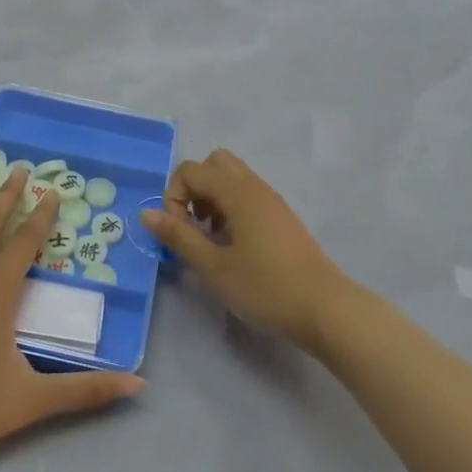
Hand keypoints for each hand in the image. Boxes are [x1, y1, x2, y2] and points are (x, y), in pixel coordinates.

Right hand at [143, 150, 354, 353]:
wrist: (325, 308)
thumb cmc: (266, 287)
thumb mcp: (214, 267)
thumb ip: (179, 237)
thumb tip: (147, 214)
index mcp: (237, 192)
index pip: (191, 170)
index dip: (173, 197)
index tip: (178, 232)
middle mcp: (255, 186)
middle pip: (214, 162)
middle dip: (194, 188)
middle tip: (193, 225)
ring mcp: (271, 200)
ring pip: (232, 178)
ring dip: (212, 198)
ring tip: (211, 239)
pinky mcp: (281, 217)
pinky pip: (247, 195)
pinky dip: (231, 208)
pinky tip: (233, 247)